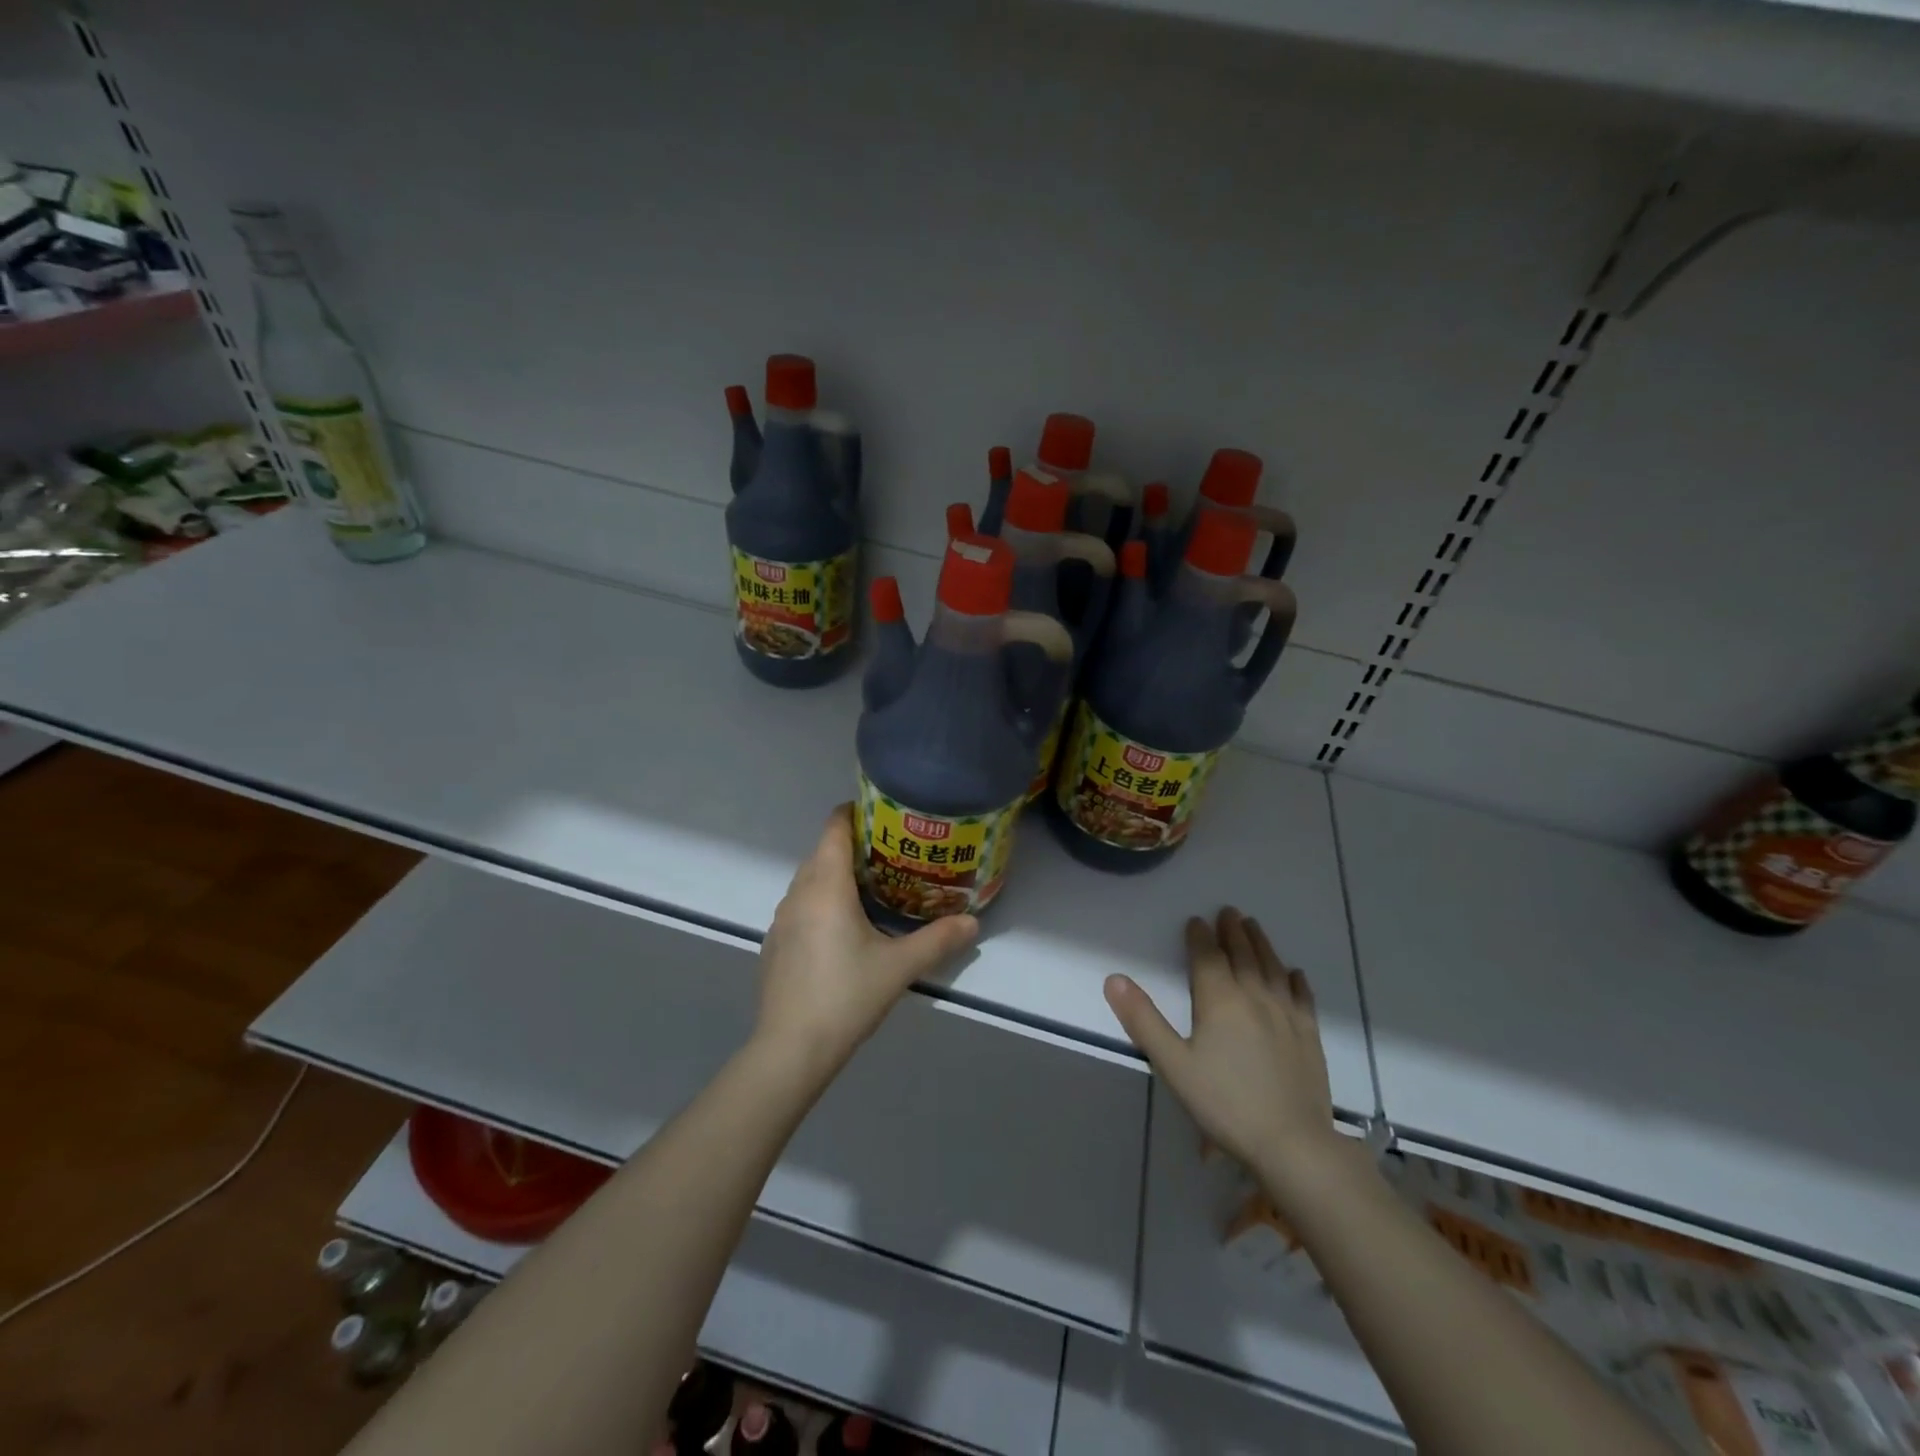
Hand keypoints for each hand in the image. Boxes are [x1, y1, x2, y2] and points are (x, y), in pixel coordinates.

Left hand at [754, 805, 977, 1084]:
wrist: (791, 1049)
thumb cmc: (847, 996)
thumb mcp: (900, 967)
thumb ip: (938, 940)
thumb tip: (973, 922)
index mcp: (826, 887)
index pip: (834, 829)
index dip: (855, 813)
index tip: (883, 815)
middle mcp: (798, 894)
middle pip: (822, 852)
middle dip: (853, 846)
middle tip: (892, 853)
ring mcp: (781, 920)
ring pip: (809, 880)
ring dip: (835, 875)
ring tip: (871, 888)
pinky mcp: (775, 944)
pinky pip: (800, 906)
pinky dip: (820, 901)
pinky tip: (842, 929)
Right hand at [1104, 908, 1341, 1192]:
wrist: (1293, 1144)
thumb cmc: (1225, 1104)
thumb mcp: (1173, 1064)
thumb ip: (1143, 1020)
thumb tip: (1114, 978)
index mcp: (1220, 1001)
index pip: (1208, 958)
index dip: (1200, 937)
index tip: (1196, 920)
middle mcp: (1254, 997)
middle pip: (1243, 955)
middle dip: (1233, 932)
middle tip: (1229, 911)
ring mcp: (1286, 1016)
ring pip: (1272, 969)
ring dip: (1261, 944)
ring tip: (1254, 927)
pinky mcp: (1309, 1037)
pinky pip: (1302, 998)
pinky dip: (1295, 981)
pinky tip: (1294, 974)